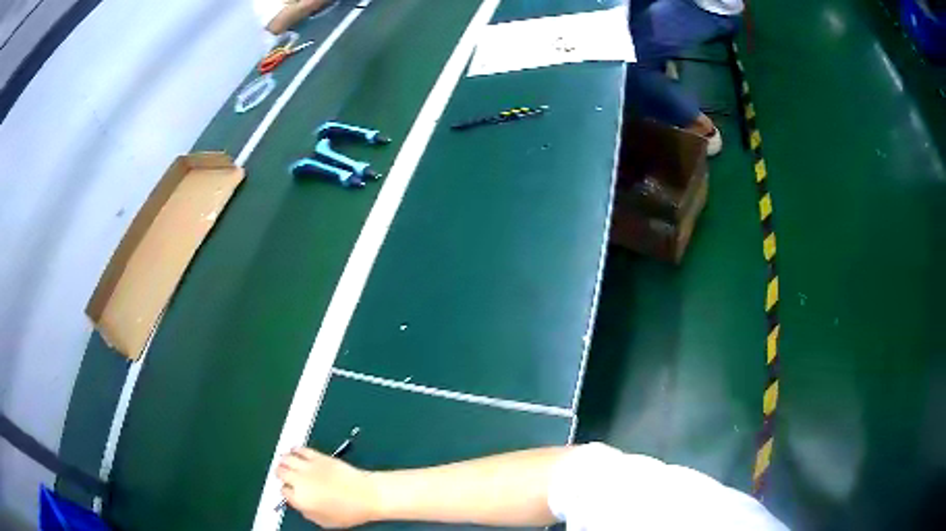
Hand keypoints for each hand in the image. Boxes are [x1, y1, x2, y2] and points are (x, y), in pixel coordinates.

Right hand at [277, 447, 379, 527]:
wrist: (368, 495)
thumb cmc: (350, 512)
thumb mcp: (324, 521)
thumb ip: (307, 513)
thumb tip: (300, 505)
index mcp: (300, 499)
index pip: (283, 491)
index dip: (287, 491)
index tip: (291, 491)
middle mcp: (300, 481)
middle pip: (280, 472)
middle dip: (281, 474)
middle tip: (284, 475)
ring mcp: (309, 467)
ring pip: (286, 458)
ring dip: (284, 460)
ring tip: (286, 462)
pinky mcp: (318, 456)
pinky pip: (300, 449)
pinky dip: (295, 450)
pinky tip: (296, 452)